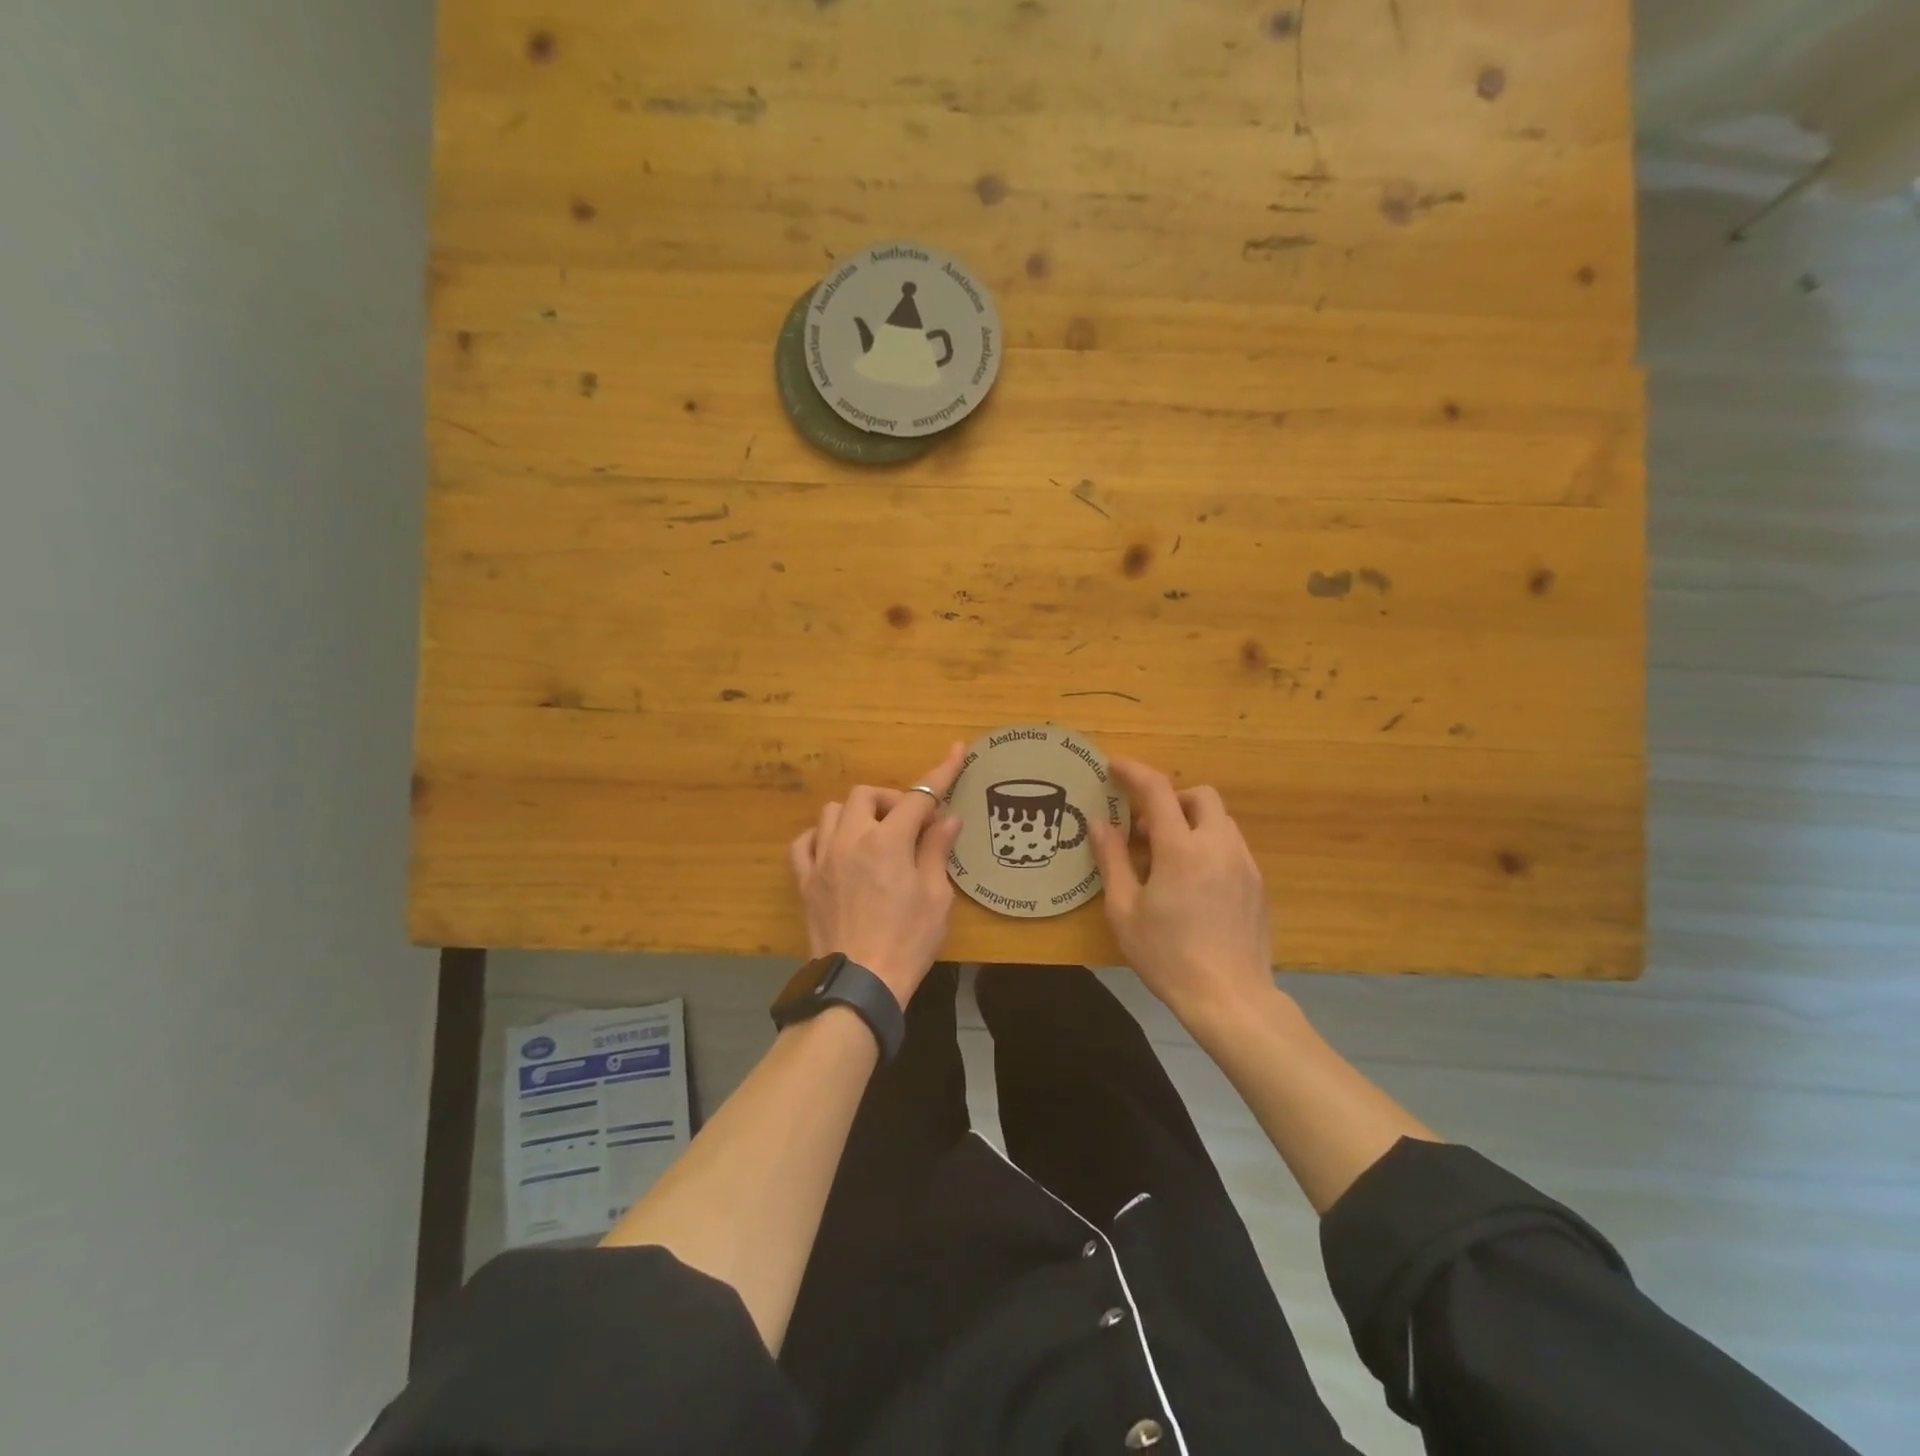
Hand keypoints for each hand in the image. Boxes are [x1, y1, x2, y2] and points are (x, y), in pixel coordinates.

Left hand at [789, 743, 967, 1007]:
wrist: (860, 983)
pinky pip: (804, 842)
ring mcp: (822, 858)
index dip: (941, 772)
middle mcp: (850, 839)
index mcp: (888, 841)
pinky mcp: (805, 881)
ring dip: (856, 814)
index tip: (956, 751)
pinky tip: (836, 850)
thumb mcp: (935, 897)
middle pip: (866, 795)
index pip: (918, 796)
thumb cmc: (907, 941)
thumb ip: (936, 851)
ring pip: (832, 812)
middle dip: (891, 800)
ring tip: (873, 836)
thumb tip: (946, 819)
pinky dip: (821, 837)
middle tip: (910, 825)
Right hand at [1090, 757, 1274, 1026]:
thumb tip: (1099, 822)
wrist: (1231, 999)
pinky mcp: (1257, 884)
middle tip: (1145, 827)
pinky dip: (1208, 844)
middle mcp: (1218, 846)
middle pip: (1200, 795)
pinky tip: (1193, 881)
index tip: (1113, 766)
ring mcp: (1244, 864)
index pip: (1157, 790)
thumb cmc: (1168, 956)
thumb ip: (1111, 860)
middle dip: (1171, 798)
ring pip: (1220, 820)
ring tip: (1167, 857)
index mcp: (1181, 849)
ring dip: (1191, 822)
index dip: (1134, 771)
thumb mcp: (1124, 911)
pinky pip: (1232, 845)